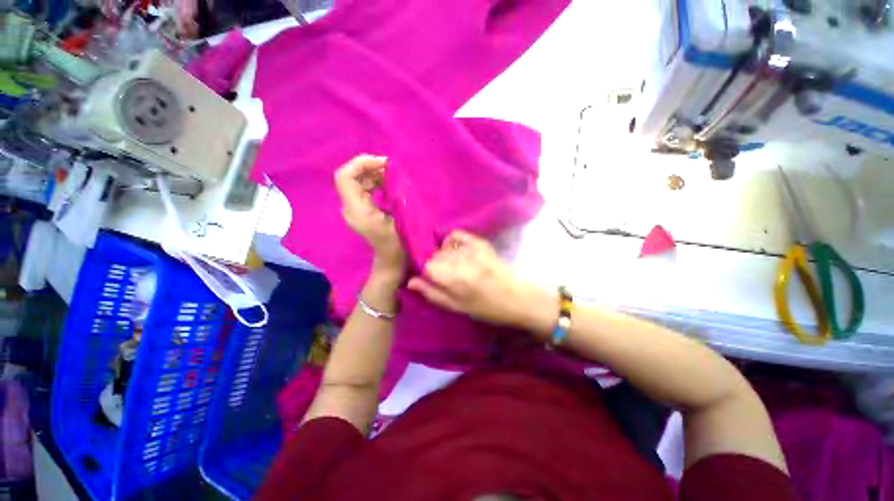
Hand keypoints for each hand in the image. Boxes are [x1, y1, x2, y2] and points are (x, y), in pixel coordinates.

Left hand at [334, 155, 405, 279]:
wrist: (392, 261)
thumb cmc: (399, 244)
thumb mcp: (401, 219)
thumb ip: (398, 195)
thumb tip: (397, 174)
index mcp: (356, 210)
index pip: (345, 177)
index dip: (362, 163)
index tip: (385, 163)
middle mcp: (350, 207)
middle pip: (351, 176)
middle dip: (371, 167)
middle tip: (394, 168)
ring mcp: (354, 208)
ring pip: (357, 180)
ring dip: (375, 173)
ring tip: (394, 174)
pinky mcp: (360, 209)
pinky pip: (364, 188)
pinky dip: (376, 181)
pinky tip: (390, 183)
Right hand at [408, 231, 556, 332]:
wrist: (518, 298)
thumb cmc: (487, 309)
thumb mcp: (457, 308)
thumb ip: (432, 293)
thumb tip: (410, 281)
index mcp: (455, 280)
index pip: (427, 266)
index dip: (428, 273)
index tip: (437, 281)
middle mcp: (462, 261)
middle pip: (435, 255)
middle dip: (437, 265)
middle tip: (448, 276)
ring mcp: (472, 249)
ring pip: (444, 246)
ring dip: (445, 255)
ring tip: (456, 266)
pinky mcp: (481, 242)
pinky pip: (457, 235)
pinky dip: (452, 241)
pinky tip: (458, 251)